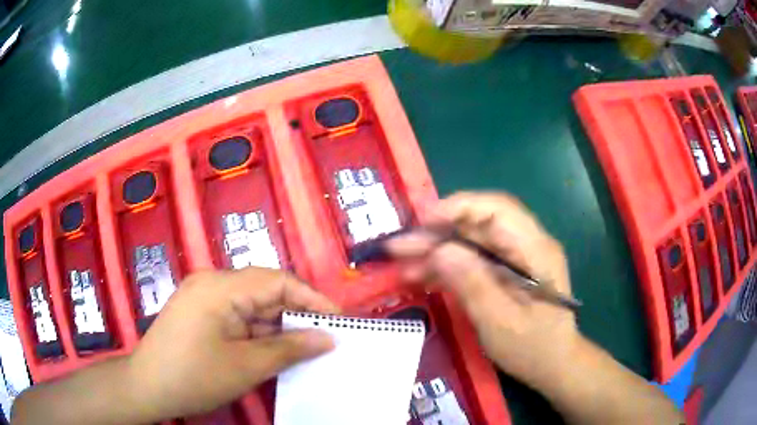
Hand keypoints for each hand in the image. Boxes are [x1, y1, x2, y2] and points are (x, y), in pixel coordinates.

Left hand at [127, 267, 337, 419]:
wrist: (147, 387)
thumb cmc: (194, 376)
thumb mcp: (246, 366)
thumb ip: (289, 349)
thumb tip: (328, 338)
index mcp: (220, 287)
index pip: (277, 281)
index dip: (311, 299)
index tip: (338, 322)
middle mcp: (211, 283)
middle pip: (264, 290)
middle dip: (295, 314)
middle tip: (324, 340)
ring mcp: (203, 297)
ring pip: (251, 305)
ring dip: (276, 326)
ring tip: (303, 349)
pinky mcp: (200, 312)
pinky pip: (237, 315)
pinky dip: (257, 332)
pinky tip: (272, 349)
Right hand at [387, 192, 578, 389]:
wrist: (553, 365)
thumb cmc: (533, 348)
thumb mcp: (500, 322)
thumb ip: (473, 283)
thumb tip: (439, 249)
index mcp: (535, 250)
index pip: (497, 209)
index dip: (458, 208)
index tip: (422, 221)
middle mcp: (526, 245)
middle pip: (479, 224)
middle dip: (438, 233)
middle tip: (399, 247)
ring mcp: (516, 258)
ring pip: (471, 241)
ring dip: (437, 251)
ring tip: (403, 265)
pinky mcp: (505, 271)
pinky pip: (473, 259)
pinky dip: (448, 267)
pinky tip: (422, 277)